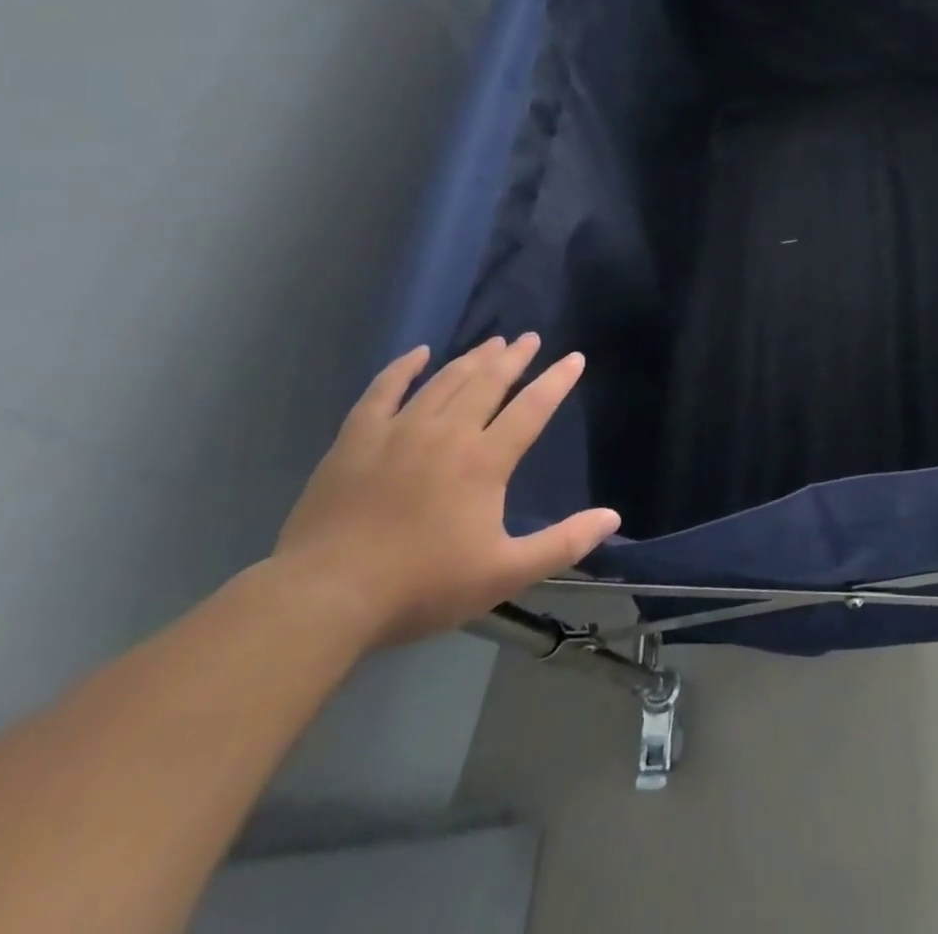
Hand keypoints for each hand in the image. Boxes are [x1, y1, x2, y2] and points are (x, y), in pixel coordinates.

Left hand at [273, 335, 619, 646]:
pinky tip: (417, 354)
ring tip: (491, 343)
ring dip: (471, 359)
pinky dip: (402, 369)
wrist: (324, 599)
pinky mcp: (355, 440)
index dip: (557, 381)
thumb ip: (563, 544)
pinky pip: (383, 391)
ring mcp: (397, 432)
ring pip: (444, 381)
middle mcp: (447, 433)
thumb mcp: (504, 574)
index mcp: (484, 460)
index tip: (574, 358)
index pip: (532, 408)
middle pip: (488, 383)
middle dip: (513, 358)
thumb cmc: (422, 586)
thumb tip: (613, 518)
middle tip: (529, 338)